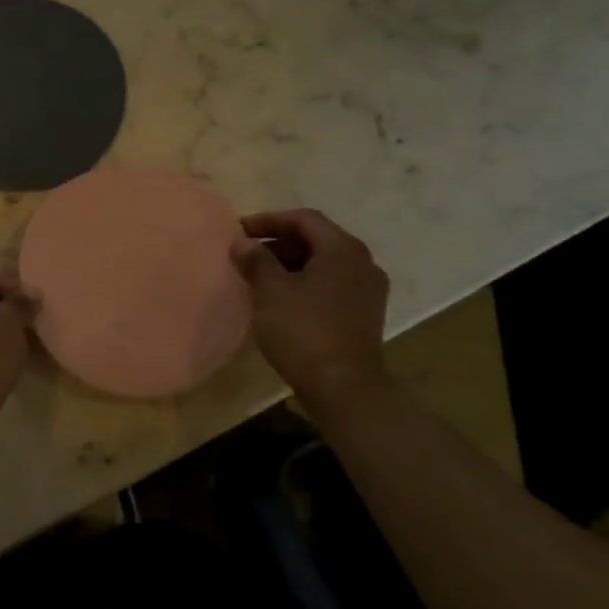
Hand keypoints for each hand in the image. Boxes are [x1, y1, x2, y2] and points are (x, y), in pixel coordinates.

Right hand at [232, 210, 390, 396]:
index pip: (304, 219)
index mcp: (342, 249)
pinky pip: (332, 285)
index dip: (269, 220)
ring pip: (324, 264)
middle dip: (279, 243)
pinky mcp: (365, 315)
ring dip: (291, 264)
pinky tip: (283, 300)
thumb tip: (242, 243)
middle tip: (247, 254)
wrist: (344, 389)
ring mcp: (368, 291)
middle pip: (317, 240)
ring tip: (260, 277)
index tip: (240, 230)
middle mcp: (362, 263)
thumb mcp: (271, 291)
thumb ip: (255, 260)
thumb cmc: (304, 331)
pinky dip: (306, 283)